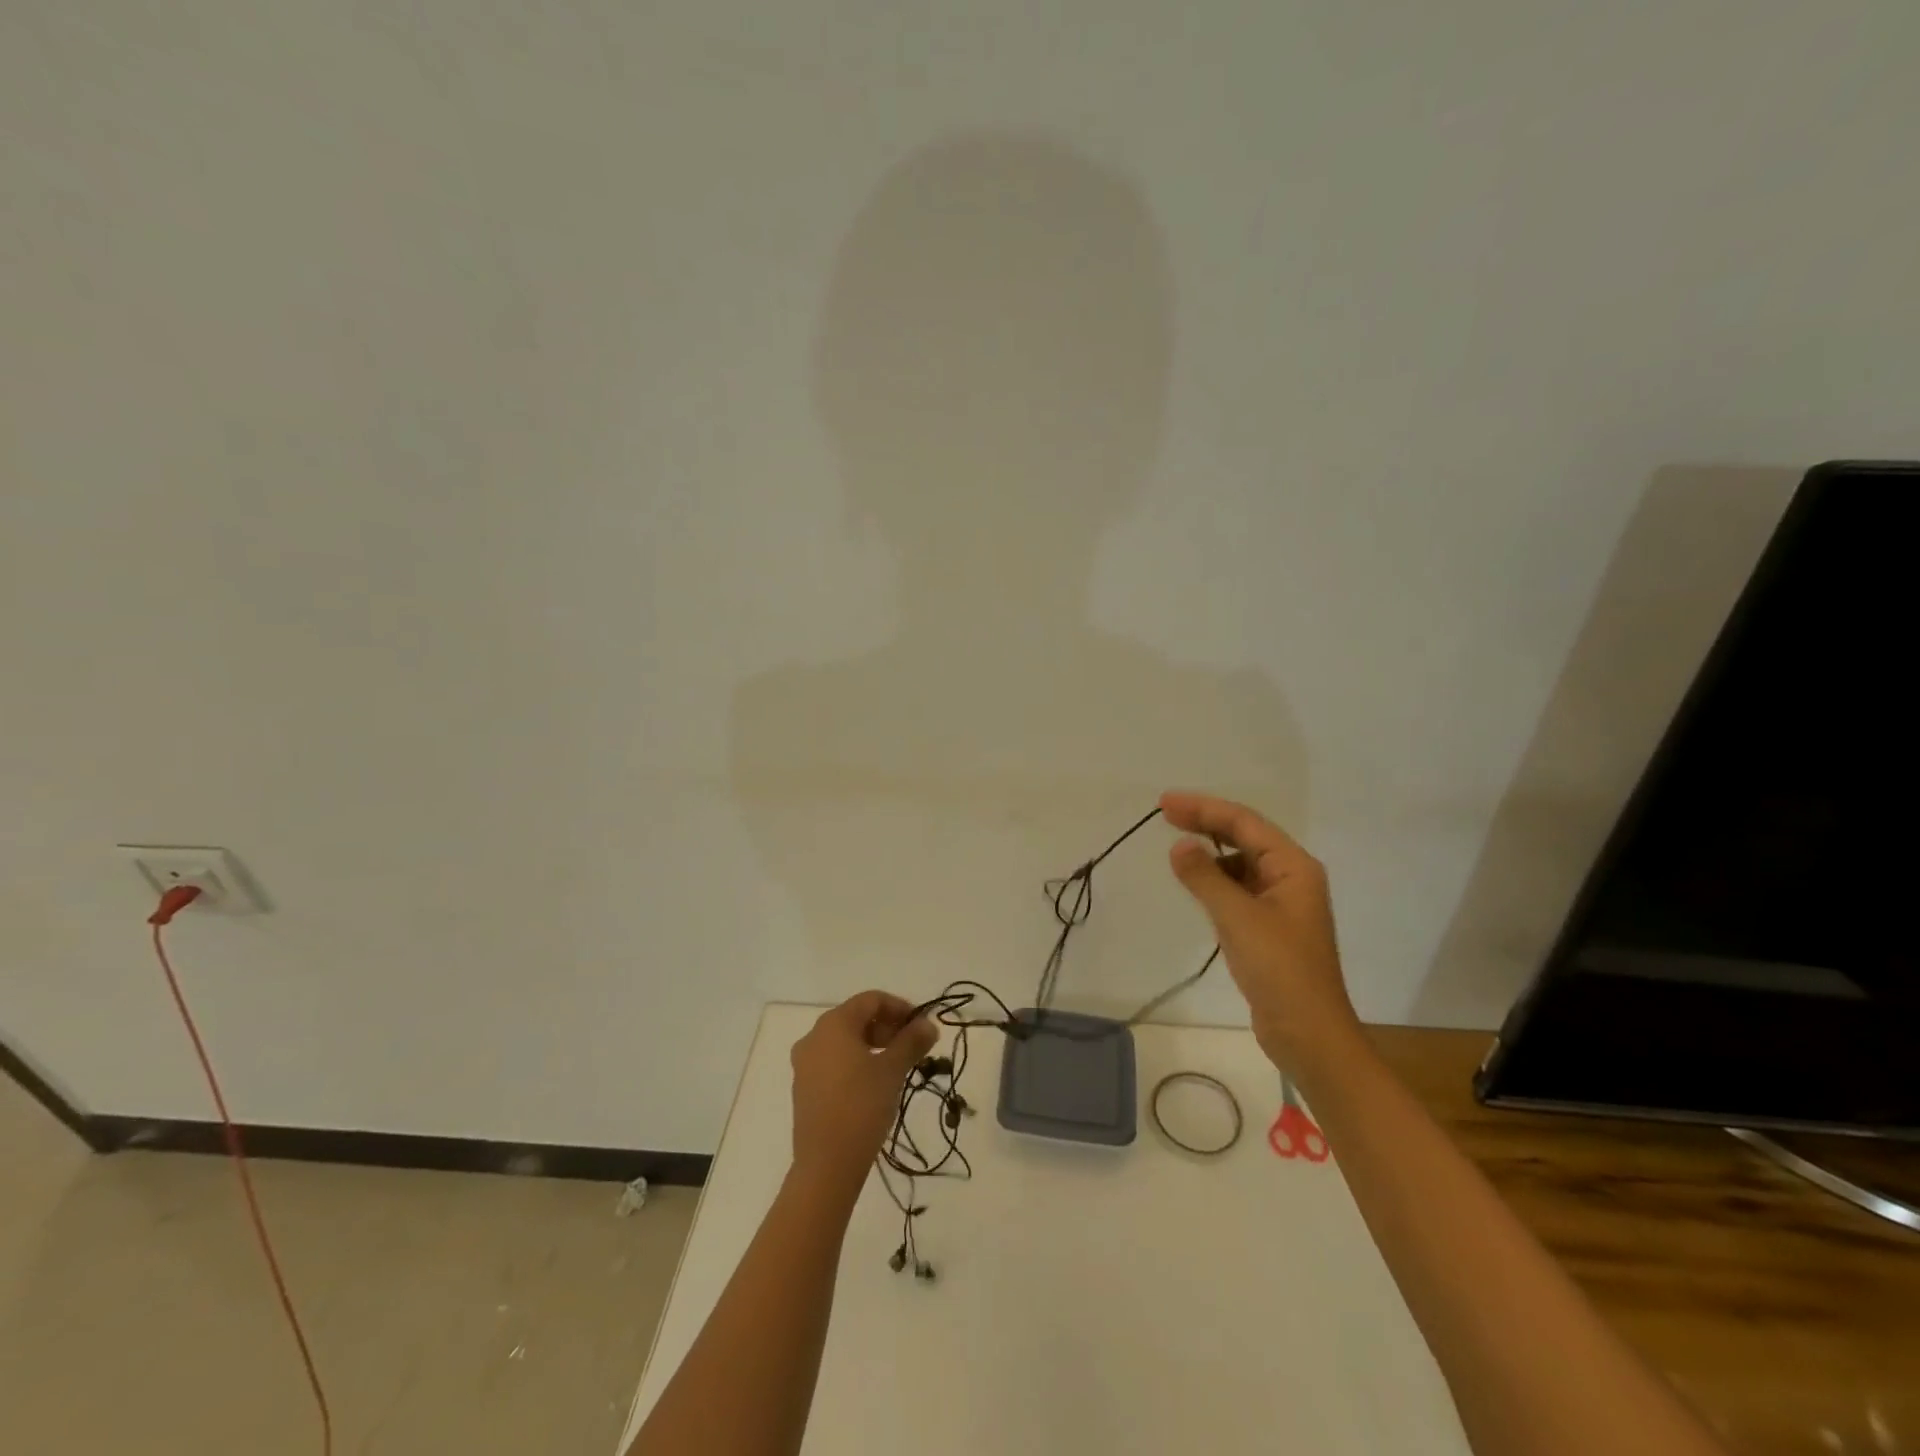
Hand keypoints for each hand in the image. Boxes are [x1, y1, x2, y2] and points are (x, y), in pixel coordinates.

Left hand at [789, 992, 936, 1194]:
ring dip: (873, 1045)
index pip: (871, 1000)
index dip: (900, 1007)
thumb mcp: (893, 1070)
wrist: (826, 1164)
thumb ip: (912, 1041)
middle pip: (856, 1018)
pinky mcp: (803, 1087)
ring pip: (844, 1041)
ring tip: (897, 1066)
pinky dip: (856, 1062)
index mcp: (834, 1024)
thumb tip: (929, 1024)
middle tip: (912, 1047)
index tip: (921, 1026)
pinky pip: (833, 1061)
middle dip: (887, 1027)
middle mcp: (814, 1036)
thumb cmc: (862, 1106)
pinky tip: (874, 1083)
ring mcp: (805, 1063)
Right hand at [1160, 790, 1361, 1069]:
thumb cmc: (1279, 969)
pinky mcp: (1269, 927)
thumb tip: (1179, 846)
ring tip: (1176, 851)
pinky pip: (1238, 889)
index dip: (1204, 808)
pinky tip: (1195, 885)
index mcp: (1293, 867)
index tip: (1164, 803)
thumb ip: (1206, 877)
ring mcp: (1281, 903)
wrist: (1308, 1033)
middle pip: (1244, 837)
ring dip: (1210, 852)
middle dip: (1205, 823)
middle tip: (1165, 814)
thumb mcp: (1238, 917)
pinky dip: (1215, 880)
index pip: (1244, 822)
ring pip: (1240, 863)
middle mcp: (1291, 877)